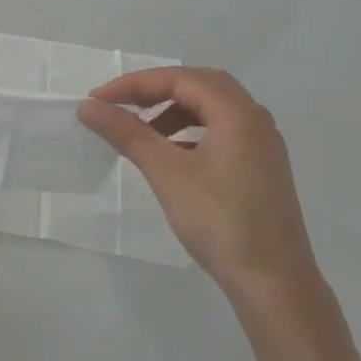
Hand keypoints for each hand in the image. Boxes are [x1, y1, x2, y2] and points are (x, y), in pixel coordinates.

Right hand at [77, 67, 321, 311]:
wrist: (272, 281)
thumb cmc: (219, 219)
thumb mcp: (166, 171)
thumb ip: (127, 133)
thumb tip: (88, 106)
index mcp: (238, 114)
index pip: (180, 79)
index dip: (134, 84)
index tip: (97, 101)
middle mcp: (255, 121)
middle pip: (200, 86)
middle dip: (155, 91)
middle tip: (120, 106)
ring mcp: (261, 146)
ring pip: (211, 110)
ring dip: (172, 111)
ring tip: (140, 132)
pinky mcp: (259, 169)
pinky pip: (220, 132)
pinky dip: (188, 132)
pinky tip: (169, 156)